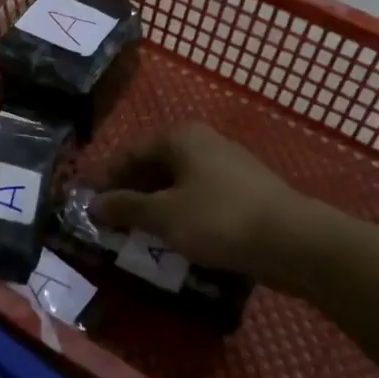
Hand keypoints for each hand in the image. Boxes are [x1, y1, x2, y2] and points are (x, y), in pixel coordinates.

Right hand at [93, 124, 298, 272]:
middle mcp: (202, 142)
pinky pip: (199, 197)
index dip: (105, 178)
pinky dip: (179, 213)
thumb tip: (93, 204)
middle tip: (108, 222)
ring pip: (177, 183)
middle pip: (153, 165)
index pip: (129, 153)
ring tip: (135, 233)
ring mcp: (227, 166)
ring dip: (153, 206)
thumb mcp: (163, 215)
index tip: (85, 202)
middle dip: (129, 193)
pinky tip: (173, 237)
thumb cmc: (219, 219)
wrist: (293, 240)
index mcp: (180, 137)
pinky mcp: (244, 191)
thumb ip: (125, 207)